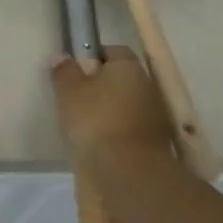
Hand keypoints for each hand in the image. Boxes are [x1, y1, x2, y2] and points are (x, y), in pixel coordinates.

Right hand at [50, 47, 174, 169]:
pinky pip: (136, 127)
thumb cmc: (96, 121)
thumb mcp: (68, 92)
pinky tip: (106, 143)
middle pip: (124, 78)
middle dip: (105, 85)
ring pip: (131, 104)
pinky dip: (123, 131)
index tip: (78, 71)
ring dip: (115, 110)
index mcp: (129, 66)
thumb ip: (64, 71)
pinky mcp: (161, 142)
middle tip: (80, 98)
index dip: (95, 57)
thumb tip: (61, 56)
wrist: (130, 171)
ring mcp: (158, 115)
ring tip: (91, 125)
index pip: (114, 51)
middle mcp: (149, 85)